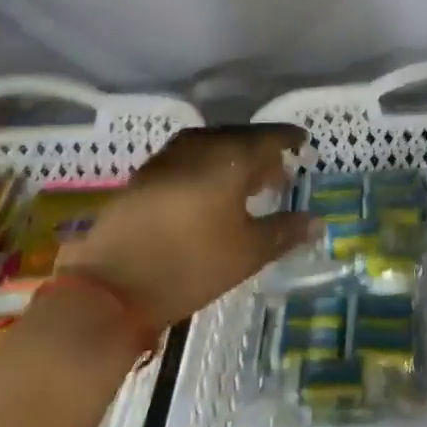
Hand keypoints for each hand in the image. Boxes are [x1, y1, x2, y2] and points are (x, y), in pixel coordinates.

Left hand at [58, 124, 311, 328]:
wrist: (109, 287)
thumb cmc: (190, 266)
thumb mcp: (247, 253)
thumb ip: (284, 232)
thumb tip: (317, 221)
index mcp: (229, 158)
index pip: (268, 138)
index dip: (288, 140)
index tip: (304, 144)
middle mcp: (199, 147)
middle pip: (238, 138)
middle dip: (261, 150)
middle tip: (279, 169)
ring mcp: (167, 159)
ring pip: (210, 146)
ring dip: (232, 158)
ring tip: (246, 181)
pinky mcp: (145, 177)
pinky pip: (188, 159)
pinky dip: (207, 166)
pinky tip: (210, 190)